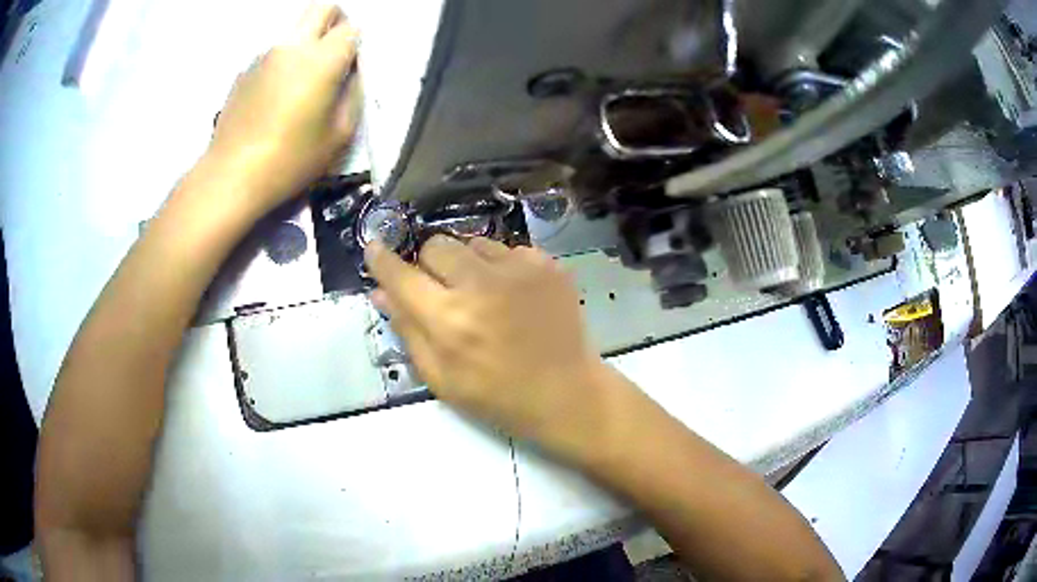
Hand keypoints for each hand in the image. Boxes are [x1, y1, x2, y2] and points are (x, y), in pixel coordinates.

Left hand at [204, 3, 361, 217]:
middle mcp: (292, 45)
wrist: (231, 175)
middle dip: (335, 21)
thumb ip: (353, 94)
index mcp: (321, 59)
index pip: (351, 28)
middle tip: (335, 52)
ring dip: (307, 41)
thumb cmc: (290, 160)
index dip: (356, 45)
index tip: (351, 68)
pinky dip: (283, 61)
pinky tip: (275, 96)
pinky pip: (273, 51)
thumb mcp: (339, 134)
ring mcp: (264, 55)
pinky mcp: (245, 70)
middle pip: (321, 8)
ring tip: (302, 80)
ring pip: (295, 28)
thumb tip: (351, 73)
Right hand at [366, 236, 607, 454]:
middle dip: (430, 264)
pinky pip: (508, 250)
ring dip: (468, 264)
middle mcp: (480, 285)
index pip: (401, 275)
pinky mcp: (547, 264)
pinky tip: (514, 296)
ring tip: (485, 296)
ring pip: (472, 243)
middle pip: (436, 245)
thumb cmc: (498, 395)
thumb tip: (380, 292)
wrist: (566, 392)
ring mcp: (518, 269)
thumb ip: (408, 331)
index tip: (374, 249)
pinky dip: (502, 268)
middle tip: (444, 290)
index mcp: (449, 320)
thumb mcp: (441, 378)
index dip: (382, 260)